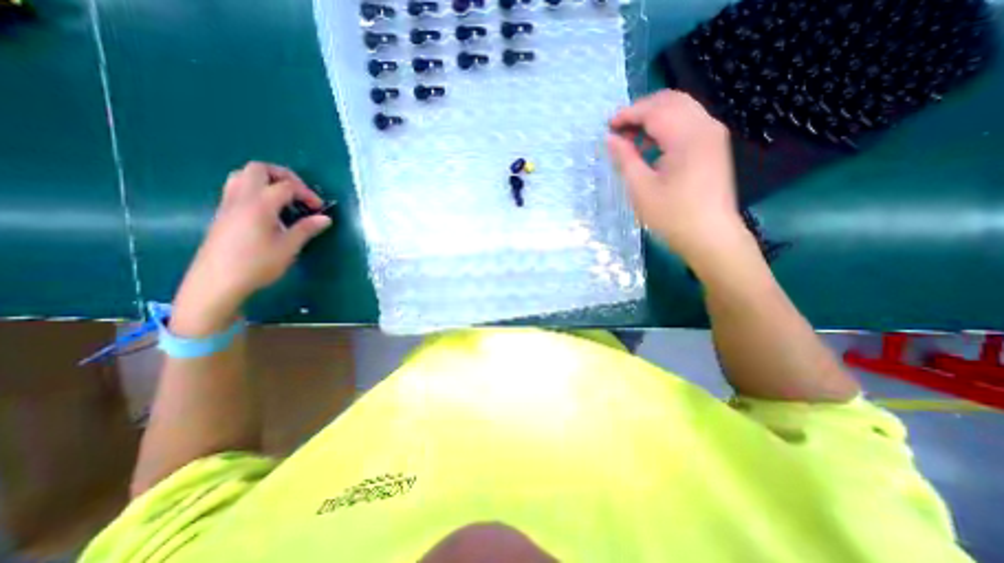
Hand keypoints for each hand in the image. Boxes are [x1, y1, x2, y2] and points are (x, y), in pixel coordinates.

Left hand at [169, 160, 332, 332]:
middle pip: (259, 169)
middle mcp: (241, 198)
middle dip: (284, 176)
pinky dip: (255, 190)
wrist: (216, 282)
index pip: (286, 186)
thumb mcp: (288, 247)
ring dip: (266, 180)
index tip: (319, 209)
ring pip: (243, 176)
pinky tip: (268, 211)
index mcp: (259, 204)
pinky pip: (237, 189)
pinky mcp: (223, 214)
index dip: (307, 193)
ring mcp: (228, 205)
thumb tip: (325, 218)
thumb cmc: (257, 264)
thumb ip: (306, 229)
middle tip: (300, 194)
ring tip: (284, 199)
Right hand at [603, 90, 752, 263]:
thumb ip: (625, 159)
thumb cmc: (672, 216)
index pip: (655, 110)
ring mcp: (712, 136)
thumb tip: (610, 139)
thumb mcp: (641, 189)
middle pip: (671, 101)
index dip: (628, 114)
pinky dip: (666, 128)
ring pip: (681, 110)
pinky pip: (688, 124)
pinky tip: (651, 148)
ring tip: (631, 139)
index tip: (607, 127)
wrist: (710, 237)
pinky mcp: (713, 147)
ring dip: (653, 118)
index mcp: (687, 137)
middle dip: (641, 111)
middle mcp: (705, 127)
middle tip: (618, 130)